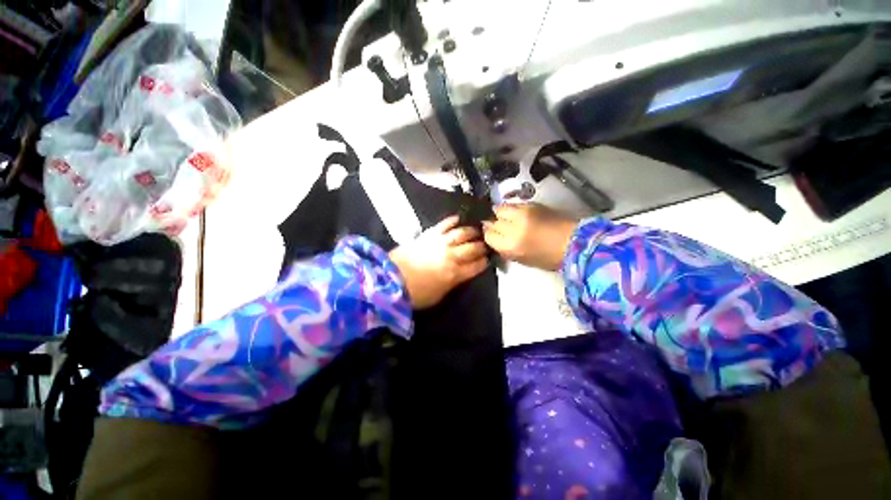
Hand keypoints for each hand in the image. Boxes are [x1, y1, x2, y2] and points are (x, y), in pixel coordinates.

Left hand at [389, 216, 488, 308]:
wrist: (392, 279)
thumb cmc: (415, 294)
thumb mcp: (439, 295)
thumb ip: (452, 283)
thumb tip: (460, 275)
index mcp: (455, 274)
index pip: (476, 266)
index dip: (484, 262)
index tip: (488, 259)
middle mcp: (452, 256)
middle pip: (472, 249)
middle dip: (481, 246)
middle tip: (486, 244)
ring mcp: (440, 243)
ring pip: (461, 234)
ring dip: (471, 232)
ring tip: (477, 230)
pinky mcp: (428, 235)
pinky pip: (443, 225)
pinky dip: (451, 221)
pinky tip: (458, 218)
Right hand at [483, 203, 577, 270]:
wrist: (575, 242)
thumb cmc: (548, 258)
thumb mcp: (522, 260)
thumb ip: (504, 249)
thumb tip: (495, 239)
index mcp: (510, 245)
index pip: (489, 235)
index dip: (489, 235)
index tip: (492, 236)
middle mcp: (513, 227)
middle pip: (492, 221)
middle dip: (492, 224)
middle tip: (498, 228)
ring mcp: (522, 213)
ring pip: (499, 209)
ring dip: (499, 214)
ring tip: (505, 218)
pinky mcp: (531, 204)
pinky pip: (512, 205)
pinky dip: (510, 209)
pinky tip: (516, 214)